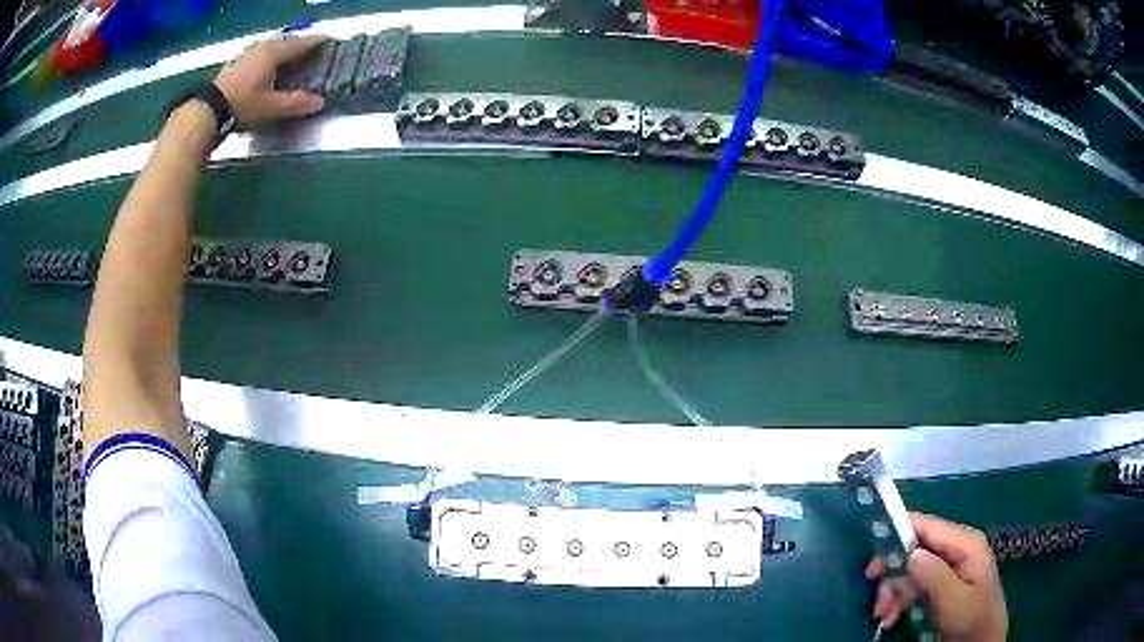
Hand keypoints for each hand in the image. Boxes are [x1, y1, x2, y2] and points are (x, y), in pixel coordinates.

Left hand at [213, 36, 328, 126]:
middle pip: (286, 43)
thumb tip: (320, 102)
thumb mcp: (271, 106)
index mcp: (275, 53)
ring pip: (272, 49)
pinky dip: (269, 59)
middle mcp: (262, 48)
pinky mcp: (236, 64)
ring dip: (283, 52)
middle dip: (299, 46)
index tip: (329, 41)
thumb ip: (296, 102)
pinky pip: (260, 56)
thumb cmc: (243, 104)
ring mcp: (248, 55)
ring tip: (290, 59)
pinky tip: (267, 68)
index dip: (316, 43)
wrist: (209, 110)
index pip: (301, 44)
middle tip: (311, 51)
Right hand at [866, 514, 1007, 641]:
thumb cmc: (972, 619)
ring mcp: (951, 563)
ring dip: (894, 591)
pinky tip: (892, 616)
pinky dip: (901, 598)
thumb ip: (935, 575)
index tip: (873, 562)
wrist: (983, 639)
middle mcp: (956, 546)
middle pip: (915, 548)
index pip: (926, 525)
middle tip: (878, 602)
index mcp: (964, 542)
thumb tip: (910, 552)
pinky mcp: (944, 580)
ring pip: (912, 567)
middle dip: (893, 575)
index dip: (897, 535)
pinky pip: (916, 581)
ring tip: (884, 615)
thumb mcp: (954, 601)